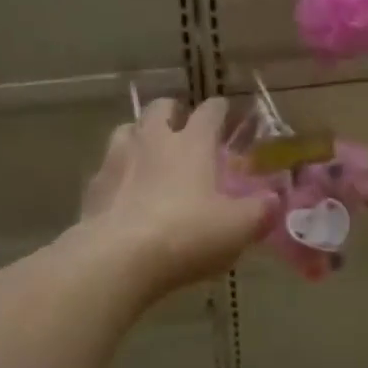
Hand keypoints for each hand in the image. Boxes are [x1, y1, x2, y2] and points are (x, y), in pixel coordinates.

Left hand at [78, 97, 273, 297]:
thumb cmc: (186, 235)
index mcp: (192, 144)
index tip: (225, 111)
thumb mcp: (237, 228)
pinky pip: (107, 168)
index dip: (220, 110)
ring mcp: (117, 160)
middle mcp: (152, 141)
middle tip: (182, 125)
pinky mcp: (93, 187)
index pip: (209, 113)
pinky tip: (125, 192)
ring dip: (140, 135)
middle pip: (160, 108)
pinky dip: (119, 172)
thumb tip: (274, 200)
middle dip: (173, 111)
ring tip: (150, 153)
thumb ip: (260, 211)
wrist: (118, 259)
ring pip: (127, 130)